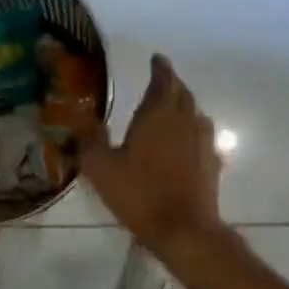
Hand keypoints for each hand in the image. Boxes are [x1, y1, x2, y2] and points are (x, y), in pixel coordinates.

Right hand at [65, 54, 223, 252]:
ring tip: (171, 107)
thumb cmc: (139, 194)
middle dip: (171, 83)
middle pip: (182, 93)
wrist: (183, 229)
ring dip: (184, 104)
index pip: (162, 80)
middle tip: (160, 80)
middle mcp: (184, 120)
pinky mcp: (211, 163)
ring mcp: (202, 142)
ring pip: (195, 113)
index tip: (156, 59)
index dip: (160, 68)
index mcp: (158, 114)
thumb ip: (88, 138)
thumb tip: (77, 114)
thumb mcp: (101, 167)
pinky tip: (186, 142)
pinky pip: (203, 136)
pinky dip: (193, 130)